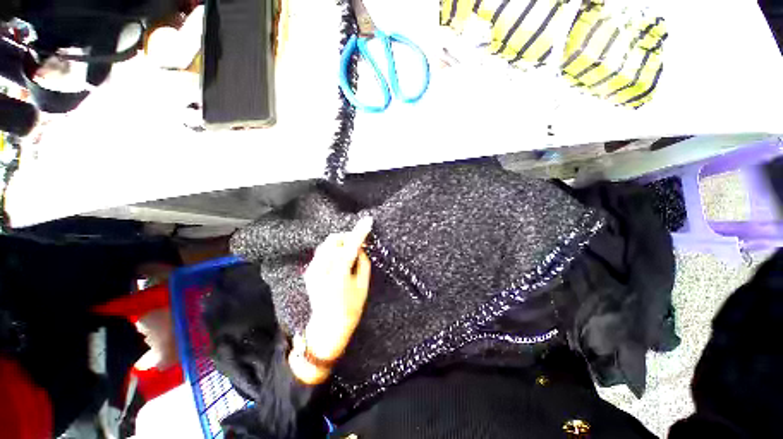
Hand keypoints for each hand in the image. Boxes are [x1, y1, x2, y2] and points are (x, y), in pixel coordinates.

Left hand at [303, 217, 372, 361]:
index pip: (349, 247)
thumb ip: (363, 263)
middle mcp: (321, 270)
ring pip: (326, 244)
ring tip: (350, 251)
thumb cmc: (350, 308)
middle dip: (347, 236)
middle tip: (358, 242)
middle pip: (333, 240)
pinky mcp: (309, 271)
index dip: (359, 233)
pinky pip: (322, 252)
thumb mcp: (363, 286)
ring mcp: (312, 271)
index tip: (367, 221)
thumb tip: (361, 248)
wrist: (328, 326)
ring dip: (340, 243)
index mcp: (337, 276)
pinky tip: (340, 259)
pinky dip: (333, 250)